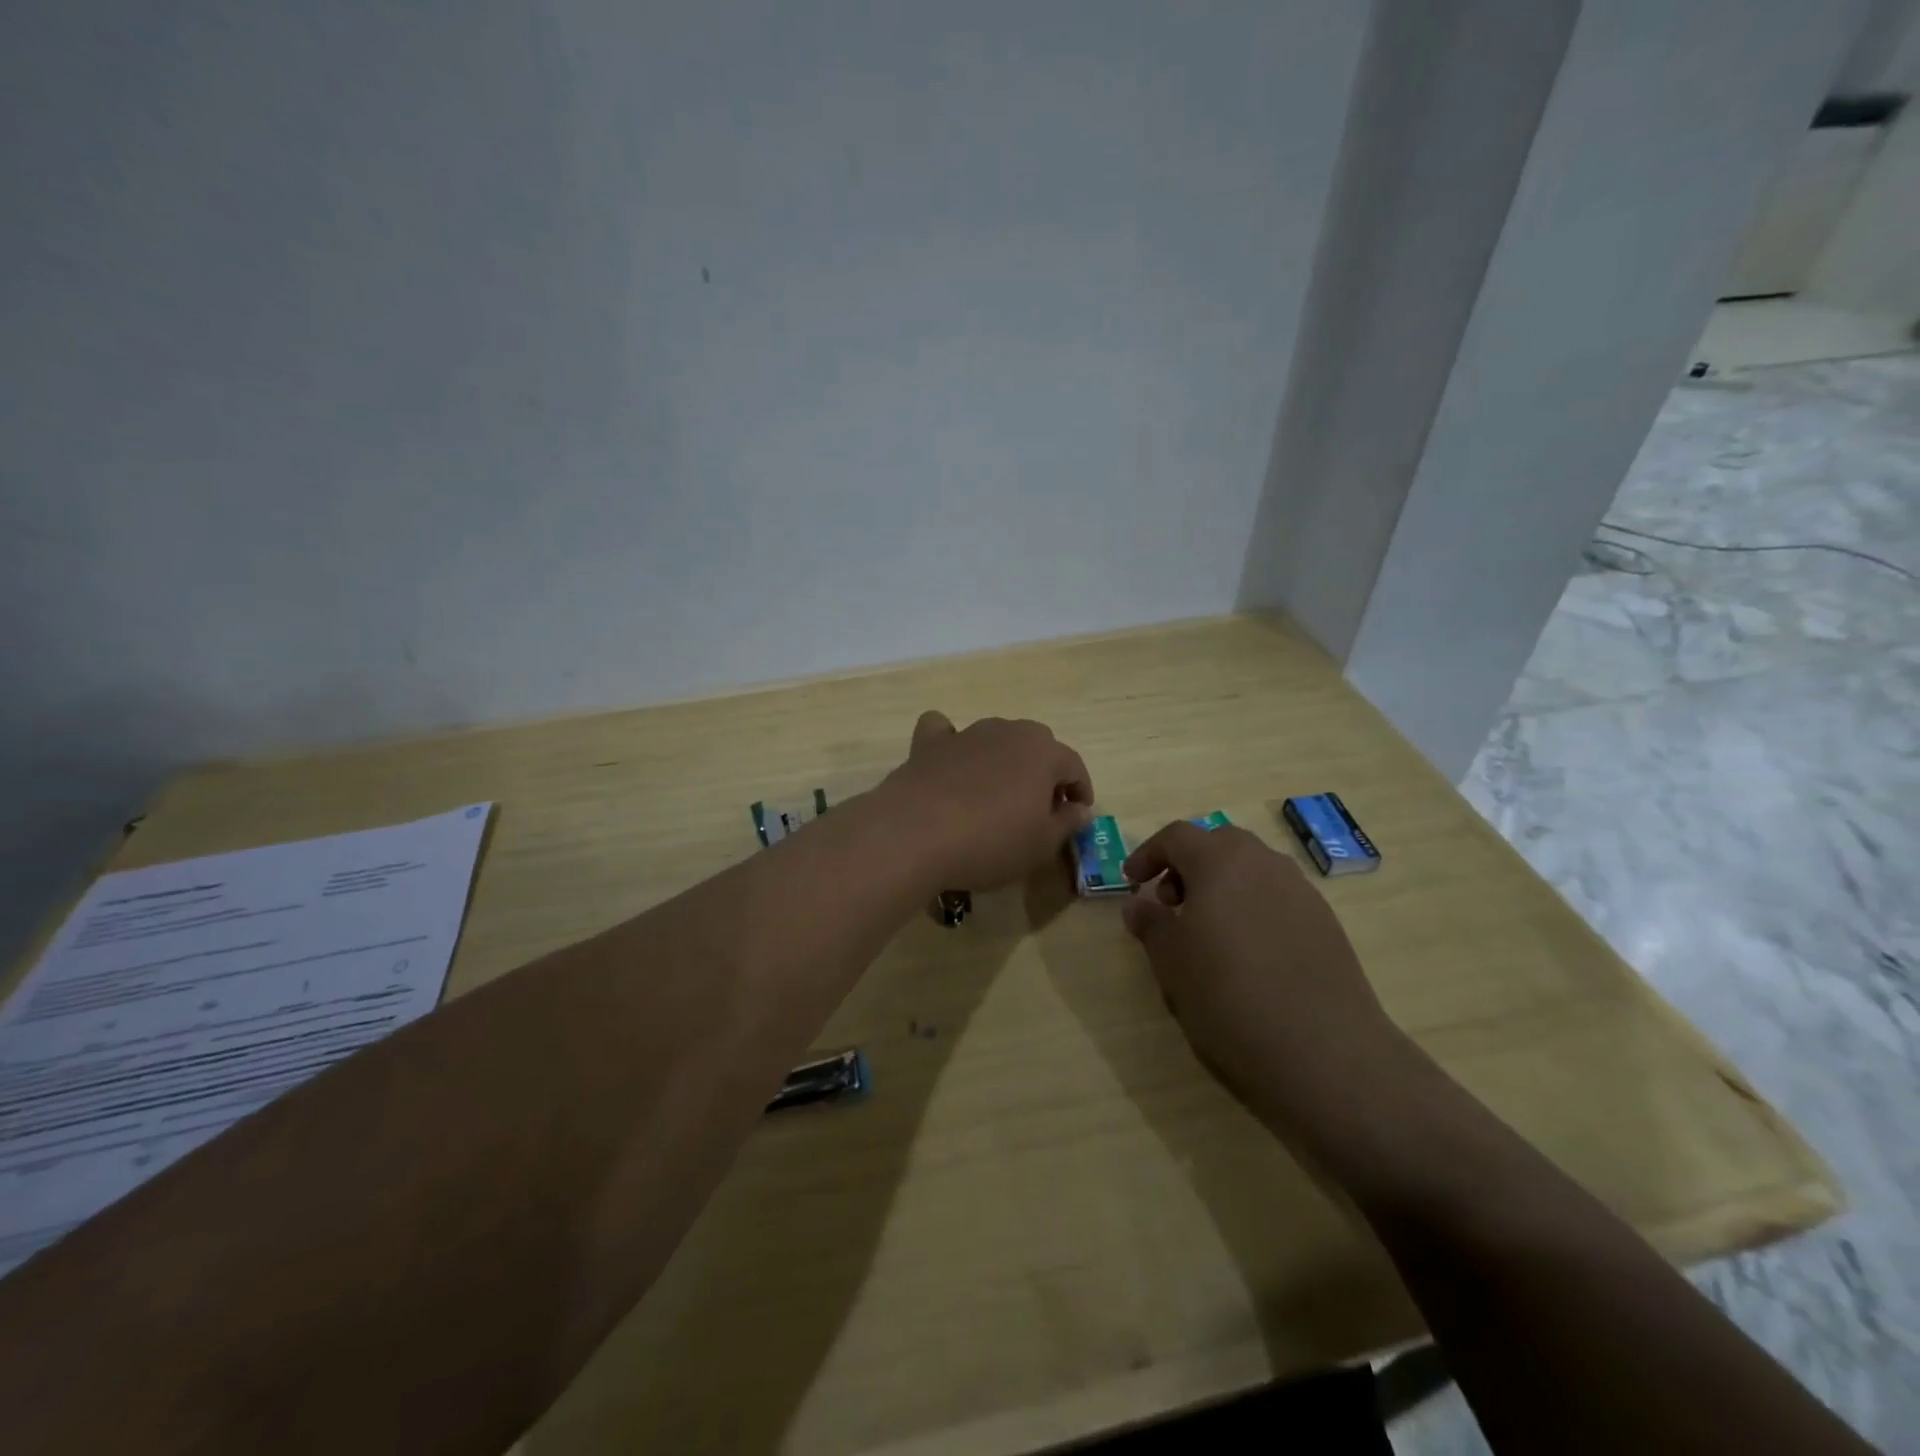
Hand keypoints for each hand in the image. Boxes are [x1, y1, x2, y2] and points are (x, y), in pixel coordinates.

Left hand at [876, 711, 1093, 890]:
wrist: (916, 832)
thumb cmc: (991, 841)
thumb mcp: (1041, 845)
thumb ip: (1067, 823)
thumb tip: (1080, 809)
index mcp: (1044, 752)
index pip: (1073, 766)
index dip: (1080, 790)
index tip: (1077, 814)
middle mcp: (1008, 731)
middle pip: (1036, 746)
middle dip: (1043, 772)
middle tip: (1038, 808)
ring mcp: (966, 733)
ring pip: (995, 738)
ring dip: (1002, 761)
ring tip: (996, 795)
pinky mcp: (928, 744)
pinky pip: (944, 733)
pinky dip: (950, 743)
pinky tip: (948, 763)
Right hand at [1121, 820, 1403, 1126]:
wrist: (1322, 1050)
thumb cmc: (1228, 995)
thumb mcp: (1171, 960)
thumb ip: (1151, 923)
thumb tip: (1138, 904)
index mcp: (1221, 861)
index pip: (1177, 836)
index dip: (1148, 854)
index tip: (1132, 882)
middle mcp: (1264, 864)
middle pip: (1219, 844)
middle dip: (1188, 865)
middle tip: (1170, 903)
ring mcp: (1301, 892)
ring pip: (1252, 870)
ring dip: (1222, 886)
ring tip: (1207, 932)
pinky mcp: (1326, 924)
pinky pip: (1277, 898)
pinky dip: (1251, 908)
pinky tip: (1247, 954)